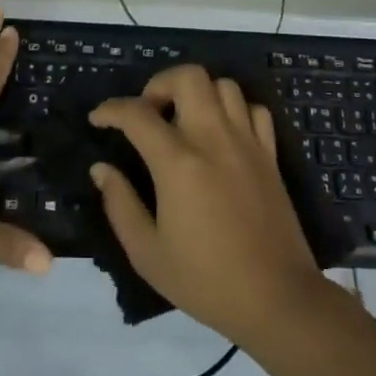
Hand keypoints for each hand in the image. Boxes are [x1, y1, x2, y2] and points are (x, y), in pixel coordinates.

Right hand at [88, 65, 326, 347]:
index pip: (137, 114)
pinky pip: (254, 110)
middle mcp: (214, 139)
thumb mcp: (147, 253)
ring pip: (224, 85)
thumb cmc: (205, 280)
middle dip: (159, 84)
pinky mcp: (270, 155)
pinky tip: (221, 135)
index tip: (98, 119)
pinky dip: (234, 110)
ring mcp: (247, 143)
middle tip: (148, 114)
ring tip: (183, 121)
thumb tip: (102, 169)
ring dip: (198, 93)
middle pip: (189, 76)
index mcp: (178, 163)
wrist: (277, 299)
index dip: (110, 109)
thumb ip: (119, 204)